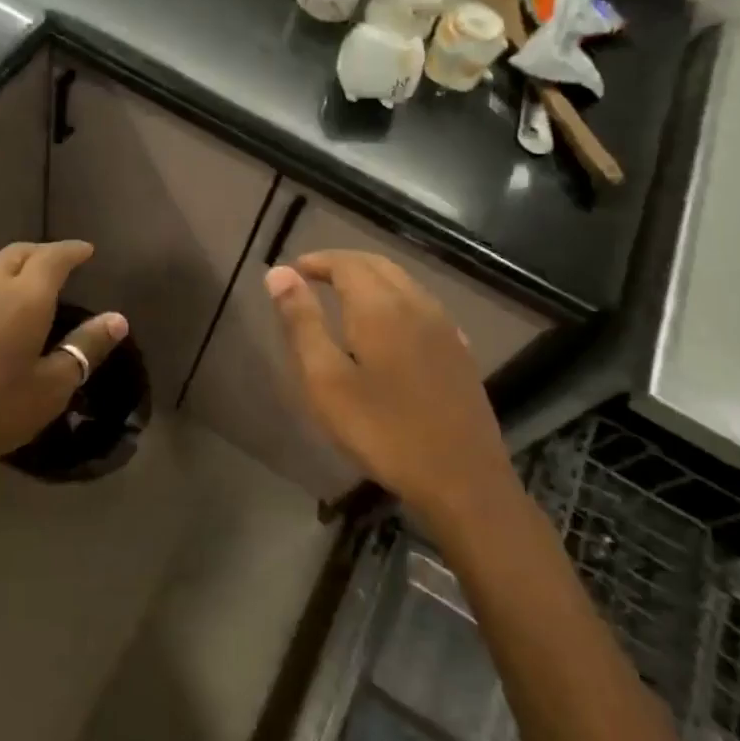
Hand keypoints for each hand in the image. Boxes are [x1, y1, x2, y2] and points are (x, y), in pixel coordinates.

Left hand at [0, 241, 125, 519]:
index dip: (72, 251)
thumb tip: (117, 319)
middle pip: (16, 254)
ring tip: (20, 283)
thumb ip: (84, 349)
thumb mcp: (48, 390)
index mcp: (22, 297)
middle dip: (41, 254)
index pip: (53, 258)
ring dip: (7, 267)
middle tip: (57, 264)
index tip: (86, 251)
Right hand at [265, 250, 512, 525]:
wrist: (461, 479)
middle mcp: (416, 304)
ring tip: (341, 295)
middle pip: (377, 265)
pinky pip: (421, 305)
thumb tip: (279, 273)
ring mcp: (444, 327)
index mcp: (380, 306)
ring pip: (403, 282)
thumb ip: (301, 323)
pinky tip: (388, 324)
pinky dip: (394, 298)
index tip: (292, 271)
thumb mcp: (326, 381)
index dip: (317, 261)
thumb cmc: (382, 431)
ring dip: (369, 278)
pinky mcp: (459, 350)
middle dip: (342, 264)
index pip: (345, 263)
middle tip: (312, 276)